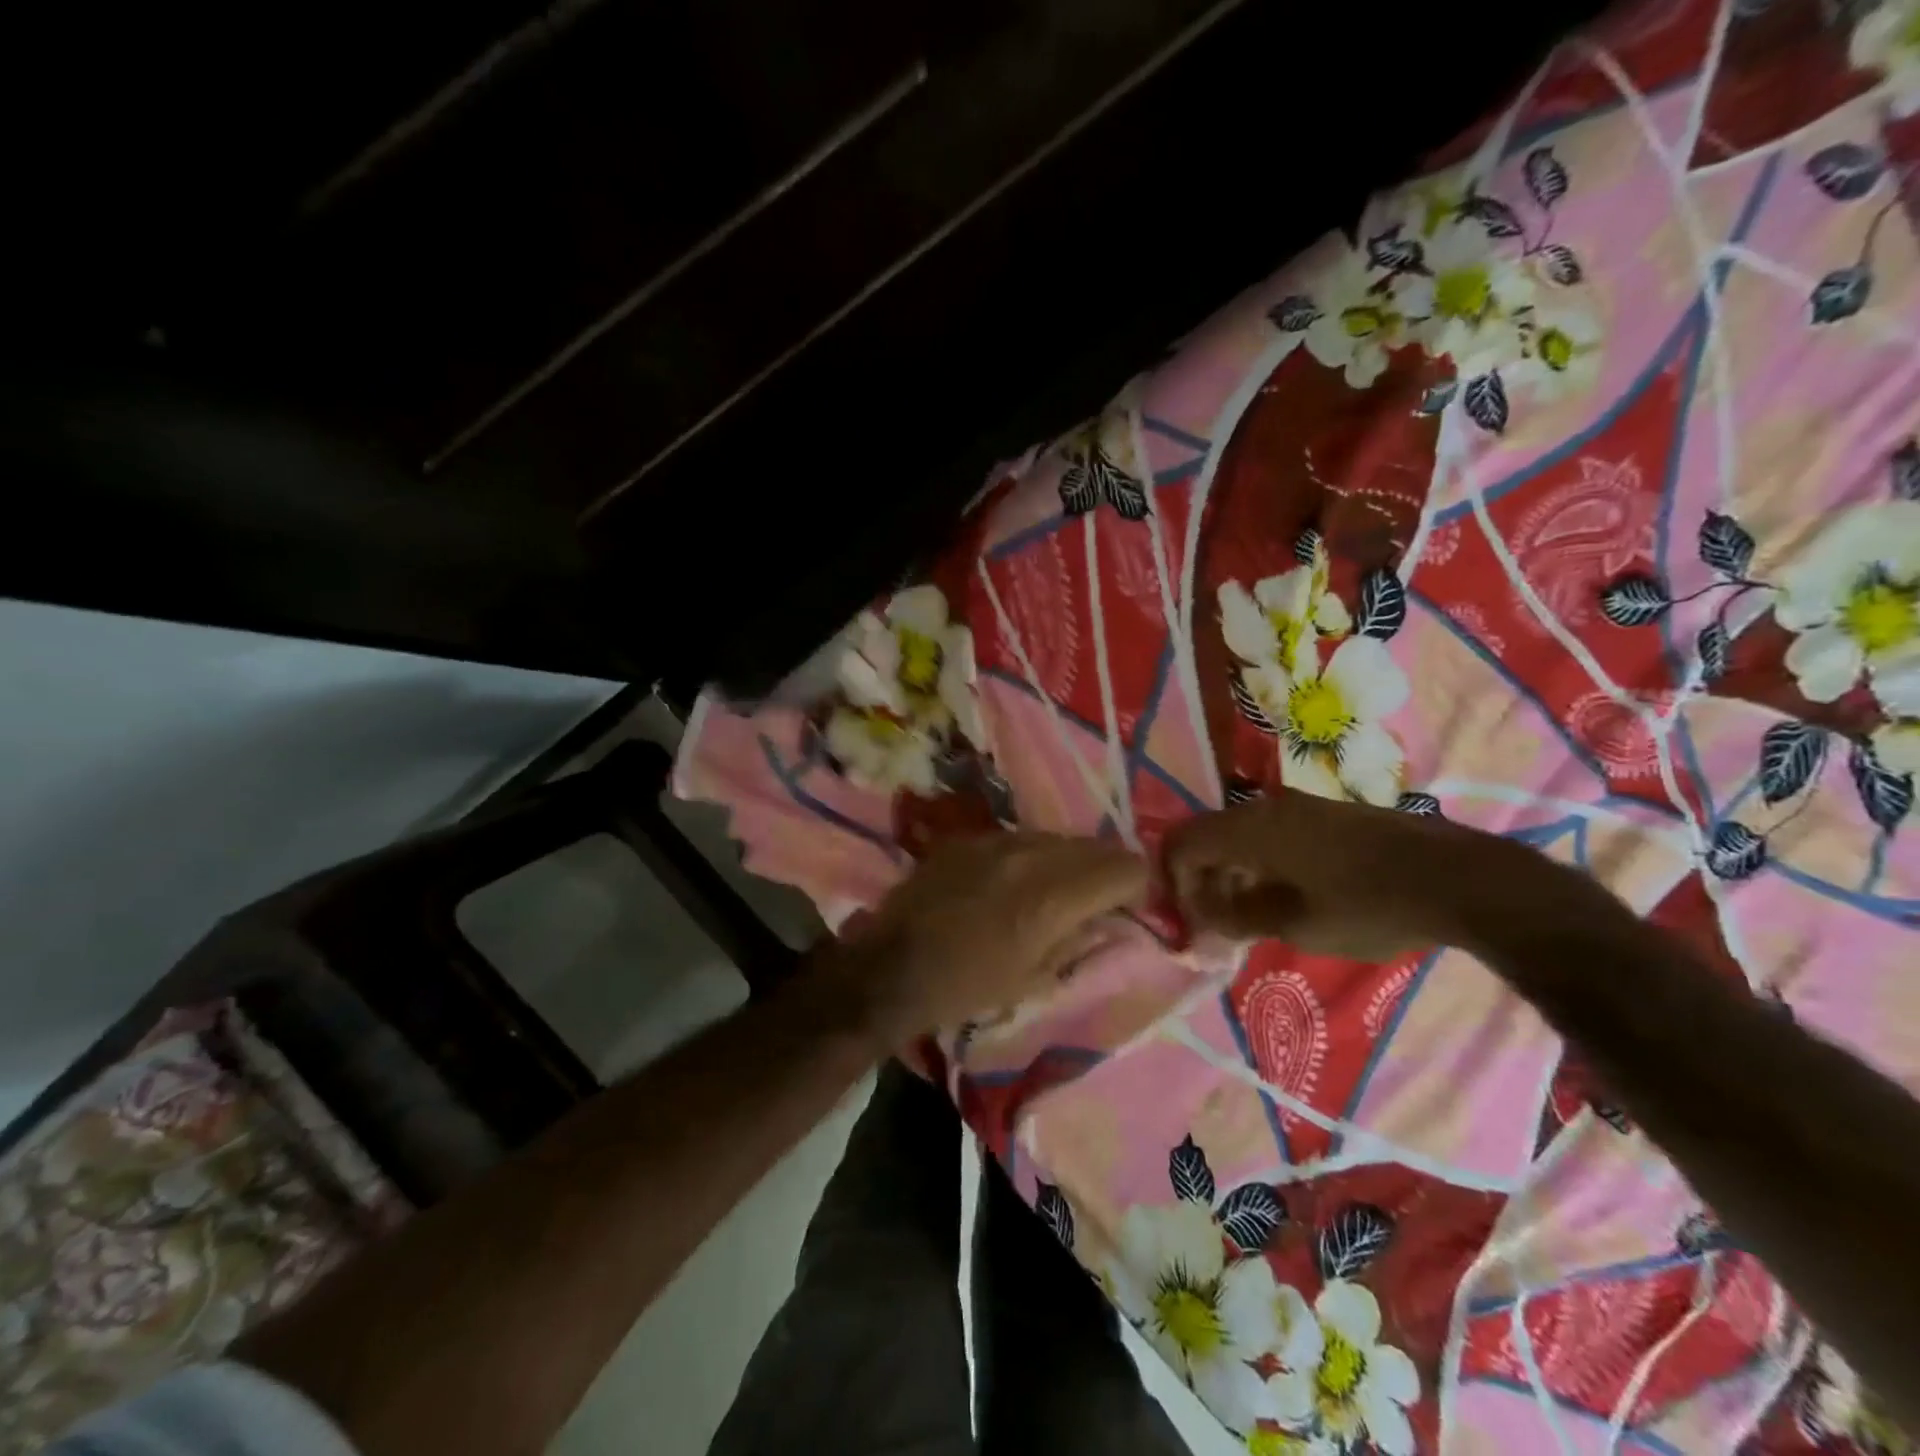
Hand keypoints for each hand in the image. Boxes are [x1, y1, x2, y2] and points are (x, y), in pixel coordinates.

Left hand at [828, 833, 1146, 1044]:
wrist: (892, 967)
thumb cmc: (967, 986)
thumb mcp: (1035, 978)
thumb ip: (1079, 939)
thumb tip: (1106, 917)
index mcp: (1052, 896)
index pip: (1124, 866)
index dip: (1137, 887)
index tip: (1128, 908)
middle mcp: (1030, 855)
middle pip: (1094, 845)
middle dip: (1106, 870)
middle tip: (1099, 899)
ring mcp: (995, 840)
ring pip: (1056, 837)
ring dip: (1068, 861)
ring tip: (1054, 891)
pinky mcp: (968, 837)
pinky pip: (1018, 838)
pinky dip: (1030, 857)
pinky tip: (1012, 882)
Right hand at [1164, 789, 1550, 960]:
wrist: (1457, 878)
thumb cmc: (1368, 906)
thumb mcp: (1296, 925)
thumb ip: (1239, 916)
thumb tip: (1205, 913)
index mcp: (1251, 828)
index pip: (1183, 841)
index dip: (1173, 878)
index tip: (1188, 916)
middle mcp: (1267, 806)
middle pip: (1210, 834)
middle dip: (1202, 877)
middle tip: (1215, 920)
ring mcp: (1300, 805)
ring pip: (1242, 832)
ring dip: (1233, 870)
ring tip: (1249, 913)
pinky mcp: (1327, 812)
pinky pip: (1273, 831)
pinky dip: (1262, 861)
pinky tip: (1286, 893)